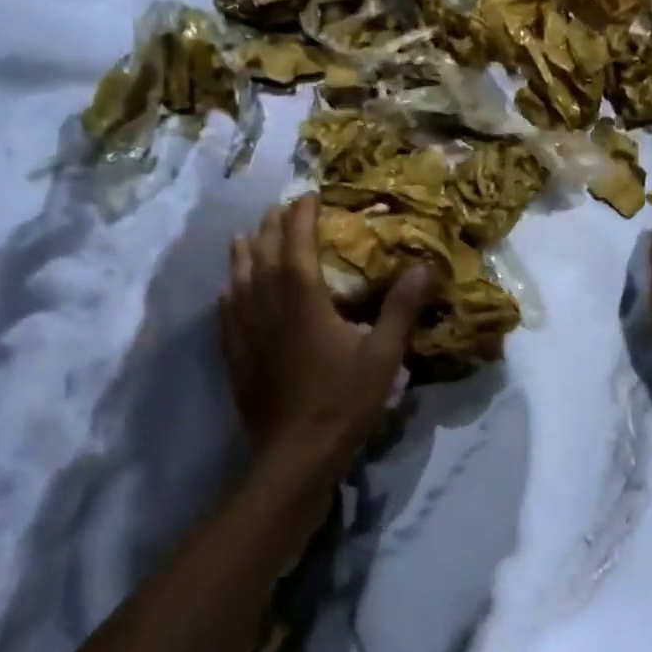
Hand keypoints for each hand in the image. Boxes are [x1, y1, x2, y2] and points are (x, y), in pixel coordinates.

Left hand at [220, 194, 431, 487]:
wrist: (295, 456)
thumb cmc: (344, 402)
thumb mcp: (384, 355)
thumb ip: (401, 308)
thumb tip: (425, 265)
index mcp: (303, 300)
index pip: (297, 244)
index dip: (300, 216)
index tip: (308, 195)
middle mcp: (268, 306)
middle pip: (262, 255)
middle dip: (271, 227)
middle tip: (280, 210)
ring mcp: (245, 332)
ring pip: (238, 279)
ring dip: (243, 253)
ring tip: (246, 236)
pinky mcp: (235, 357)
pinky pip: (226, 312)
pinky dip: (229, 291)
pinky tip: (229, 290)